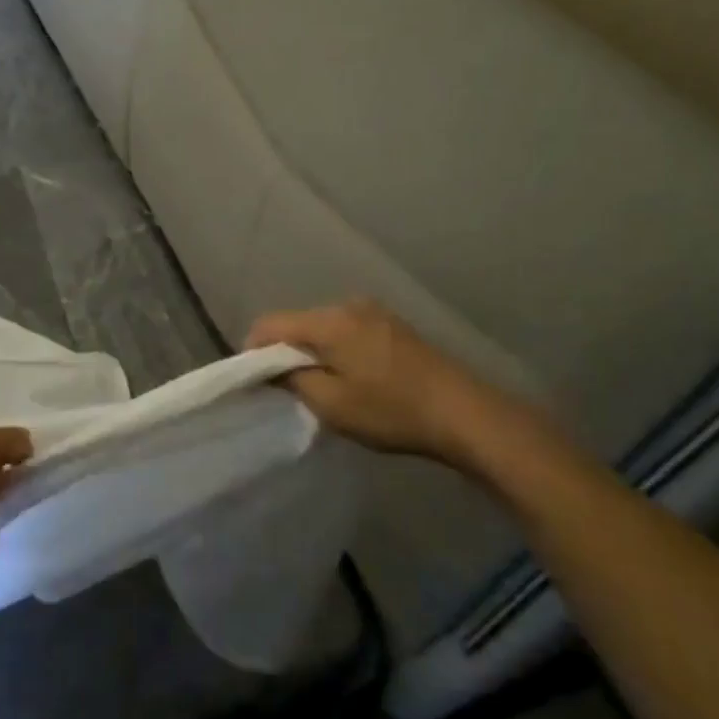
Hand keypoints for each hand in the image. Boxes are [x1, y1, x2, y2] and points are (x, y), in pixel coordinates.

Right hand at [246, 299, 539, 471]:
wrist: (464, 413)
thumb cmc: (392, 410)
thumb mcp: (332, 405)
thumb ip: (293, 381)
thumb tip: (274, 367)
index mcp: (329, 321)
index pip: (271, 324)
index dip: (253, 349)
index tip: (254, 380)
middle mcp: (348, 305)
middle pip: (298, 322)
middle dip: (285, 351)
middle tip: (287, 389)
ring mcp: (374, 312)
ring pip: (324, 327)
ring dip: (313, 351)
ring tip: (320, 386)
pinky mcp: (393, 325)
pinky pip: (348, 331)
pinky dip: (337, 350)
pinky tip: (351, 377)